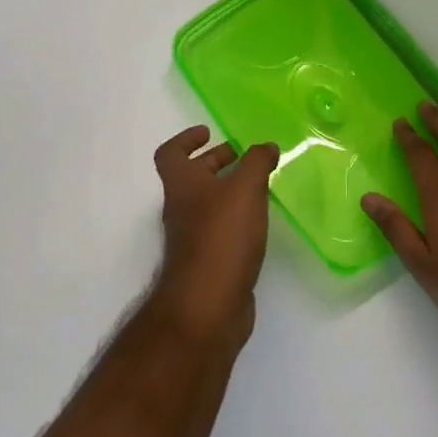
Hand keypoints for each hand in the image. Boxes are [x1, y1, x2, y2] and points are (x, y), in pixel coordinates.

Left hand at [148, 126, 279, 346]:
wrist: (208, 304)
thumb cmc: (221, 236)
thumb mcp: (244, 189)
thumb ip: (257, 162)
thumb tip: (266, 146)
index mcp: (182, 184)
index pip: (171, 153)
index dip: (186, 139)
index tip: (209, 132)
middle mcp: (181, 208)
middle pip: (192, 177)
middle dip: (216, 162)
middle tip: (244, 157)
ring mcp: (192, 237)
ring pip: (208, 204)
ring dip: (229, 190)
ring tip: (260, 186)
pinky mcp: (208, 261)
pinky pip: (220, 229)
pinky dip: (236, 218)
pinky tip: (259, 222)